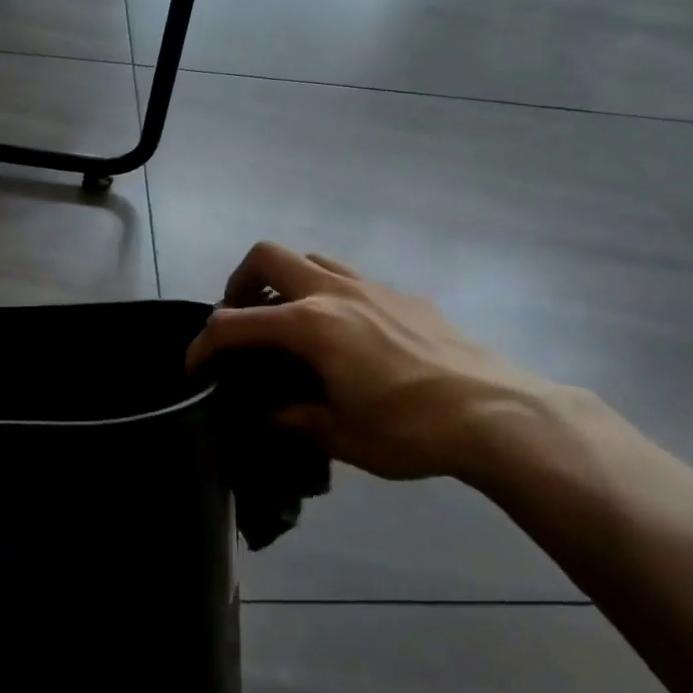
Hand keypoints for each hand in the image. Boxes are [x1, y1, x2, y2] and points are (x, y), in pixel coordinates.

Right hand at [187, 242, 568, 482]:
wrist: (497, 413)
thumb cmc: (411, 429)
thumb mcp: (341, 435)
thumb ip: (292, 419)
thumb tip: (262, 419)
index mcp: (311, 324)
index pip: (235, 323)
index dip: (204, 344)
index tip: (195, 369)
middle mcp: (334, 291)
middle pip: (266, 256)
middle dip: (239, 282)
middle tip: (241, 320)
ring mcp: (372, 286)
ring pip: (310, 258)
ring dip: (285, 282)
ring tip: (289, 323)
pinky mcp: (402, 294)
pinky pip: (349, 277)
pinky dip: (327, 293)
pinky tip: (345, 336)